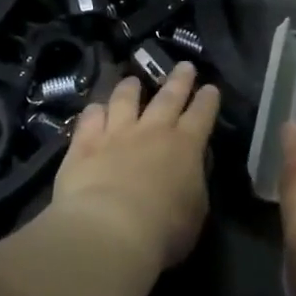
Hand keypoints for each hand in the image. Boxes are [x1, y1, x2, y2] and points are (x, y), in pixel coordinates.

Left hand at [50, 63, 219, 271]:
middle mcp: (152, 131)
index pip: (202, 115)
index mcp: (186, 147)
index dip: (208, 100)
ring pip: (124, 99)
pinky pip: (90, 117)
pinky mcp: (85, 142)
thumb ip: (194, 184)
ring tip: (132, 80)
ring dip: (130, 87)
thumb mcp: (196, 211)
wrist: (109, 229)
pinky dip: (95, 110)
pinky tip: (95, 108)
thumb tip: (191, 169)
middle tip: (185, 65)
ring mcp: (116, 132)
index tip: (210, 88)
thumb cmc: (162, 230)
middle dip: (179, 80)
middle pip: (168, 97)